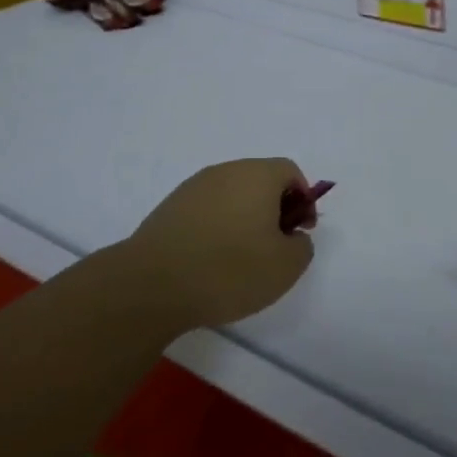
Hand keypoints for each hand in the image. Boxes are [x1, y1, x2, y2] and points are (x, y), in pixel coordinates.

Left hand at [124, 158, 318, 327]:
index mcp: (257, 175)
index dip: (304, 200)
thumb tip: (292, 236)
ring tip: (241, 259)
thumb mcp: (285, 266)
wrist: (152, 285)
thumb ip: (302, 246)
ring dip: (244, 218)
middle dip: (274, 209)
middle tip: (274, 247)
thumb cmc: (229, 270)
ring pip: (231, 195)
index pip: (290, 171)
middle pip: (260, 180)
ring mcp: (193, 187)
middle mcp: (225, 171)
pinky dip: (217, 227)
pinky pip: (206, 210)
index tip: (300, 233)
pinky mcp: (169, 208)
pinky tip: (211, 261)